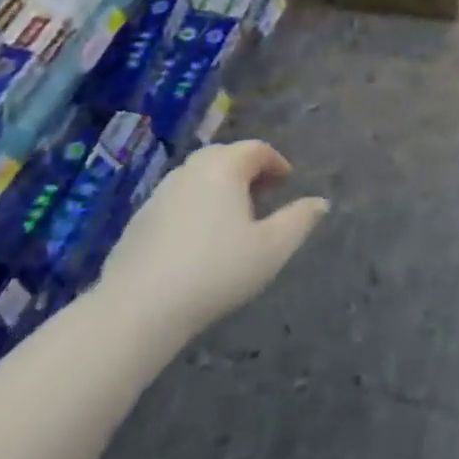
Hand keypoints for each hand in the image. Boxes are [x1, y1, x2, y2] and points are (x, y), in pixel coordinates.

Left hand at [98, 140, 328, 347]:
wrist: (138, 309)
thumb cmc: (215, 272)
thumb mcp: (271, 250)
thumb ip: (299, 221)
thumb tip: (321, 202)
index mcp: (224, 168)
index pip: (256, 149)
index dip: (276, 162)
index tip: (287, 182)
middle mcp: (191, 170)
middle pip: (225, 156)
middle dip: (247, 170)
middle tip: (263, 196)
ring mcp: (160, 193)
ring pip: (198, 176)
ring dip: (219, 187)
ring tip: (232, 218)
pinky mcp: (139, 219)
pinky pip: (177, 199)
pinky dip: (195, 205)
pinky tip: (198, 240)